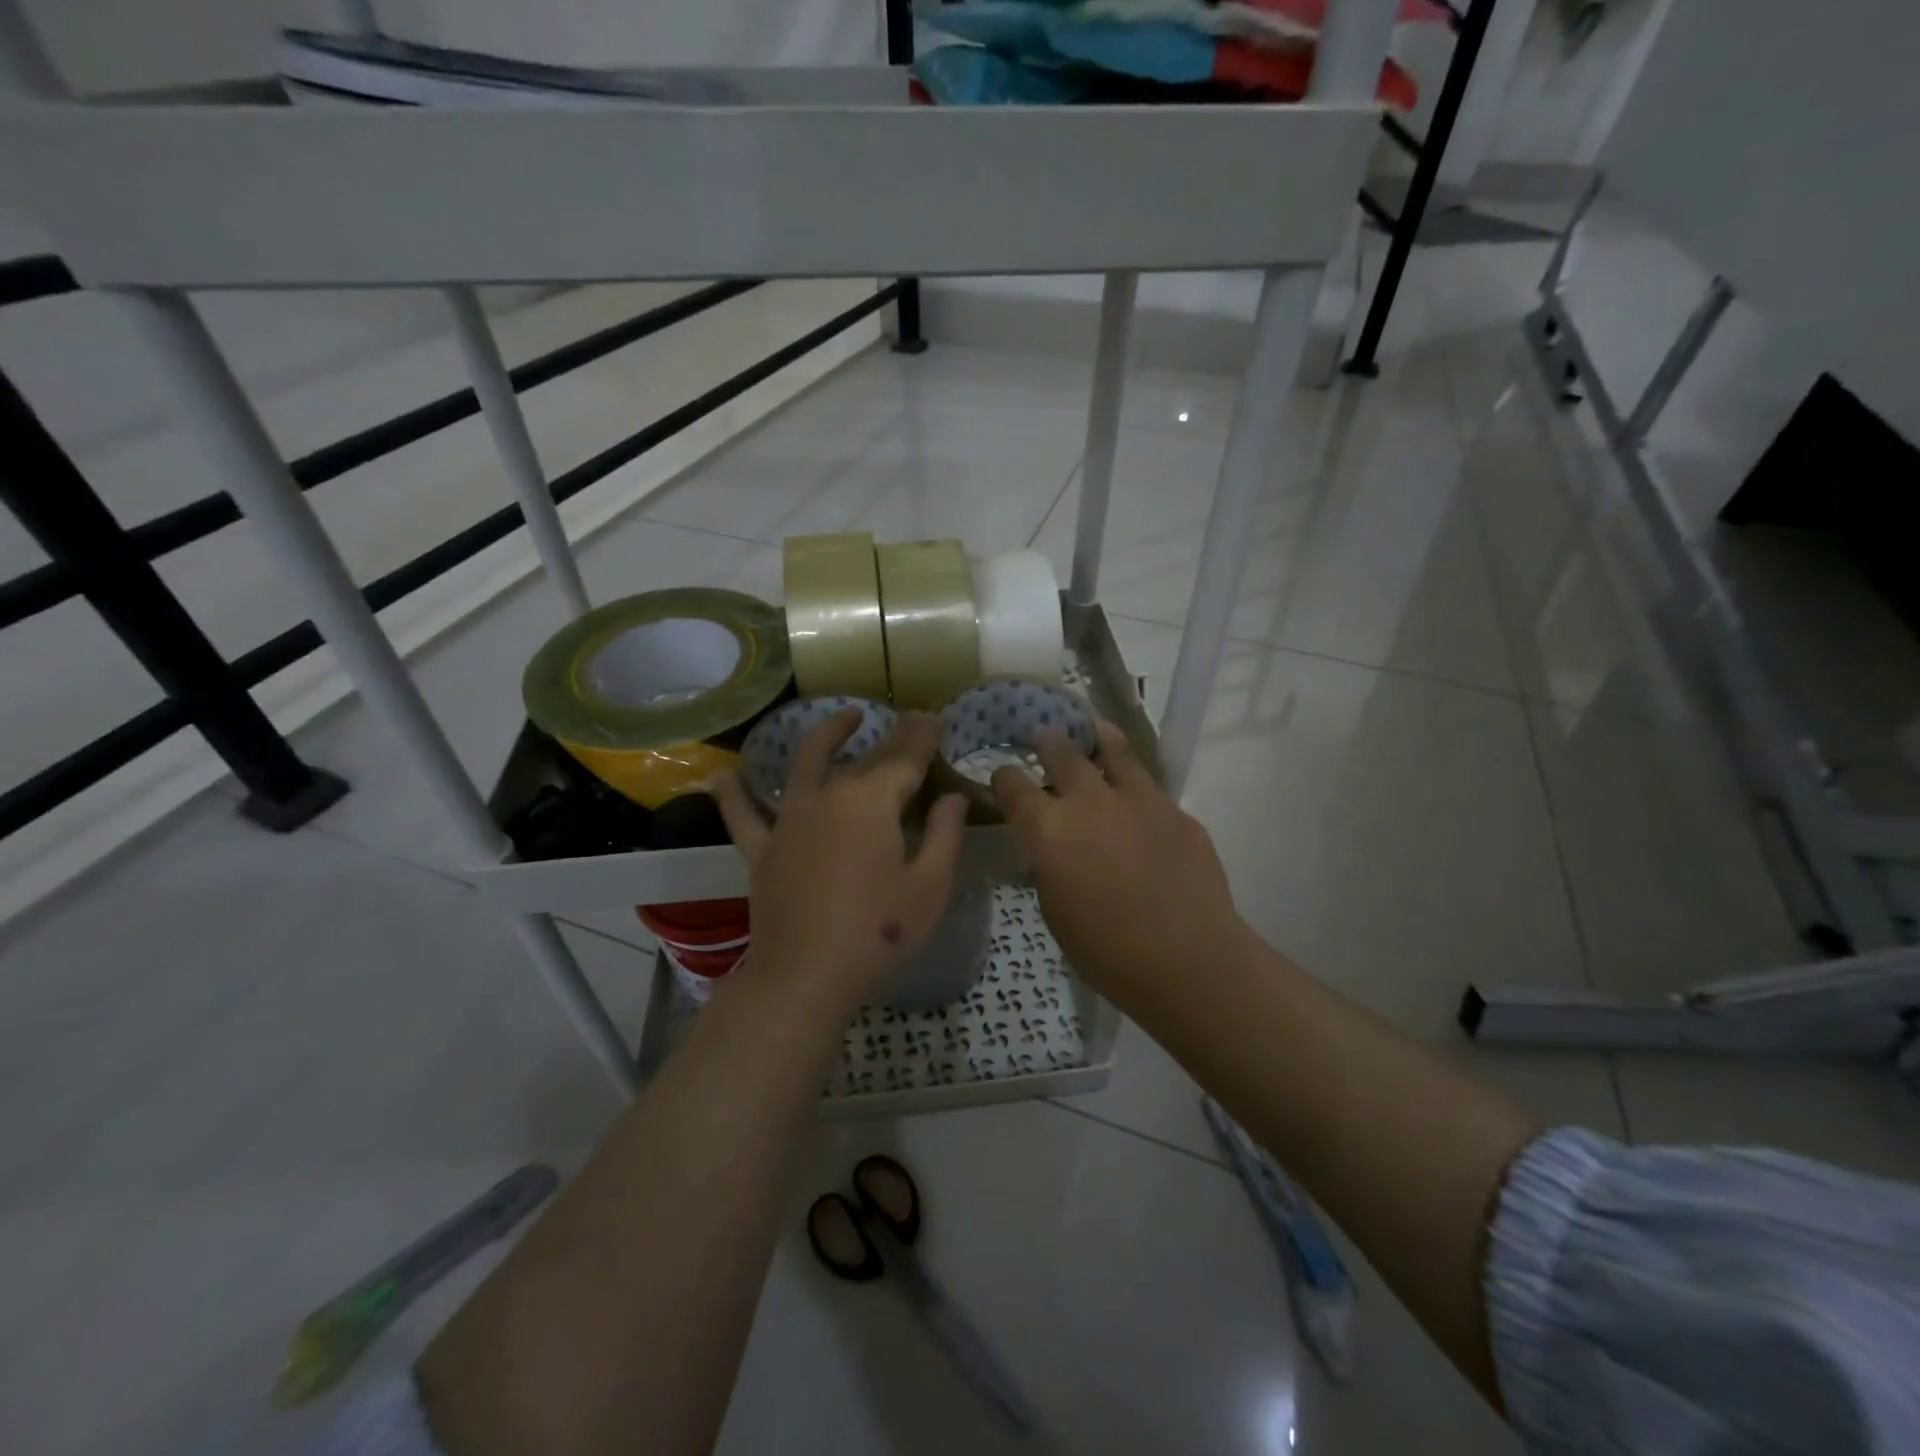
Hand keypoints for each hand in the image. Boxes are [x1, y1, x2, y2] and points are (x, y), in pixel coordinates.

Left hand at [709, 709, 966, 1018]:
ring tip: (845, 717)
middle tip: (912, 721)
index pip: (905, 758)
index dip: (924, 736)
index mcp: (872, 801)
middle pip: (866, 758)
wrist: (805, 976)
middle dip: (893, 736)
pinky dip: (732, 794)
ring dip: (827, 736)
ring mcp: (789, 819)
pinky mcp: (762, 848)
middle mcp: (828, 796)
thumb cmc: (878, 932)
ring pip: (807, 764)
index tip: (936, 718)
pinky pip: (743, 814)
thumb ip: (945, 834)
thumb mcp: (930, 886)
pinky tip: (721, 776)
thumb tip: (952, 798)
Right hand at [991, 723, 1256, 1009]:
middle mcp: (1090, 801)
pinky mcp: (1177, 811)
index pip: (1014, 786)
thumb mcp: (1055, 910)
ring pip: (1115, 750)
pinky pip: (1150, 788)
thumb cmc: (1106, 951)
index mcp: (1049, 829)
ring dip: (1098, 736)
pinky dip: (1136, 785)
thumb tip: (1055, 847)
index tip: (1004, 775)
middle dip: (1048, 741)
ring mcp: (1138, 800)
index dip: (1005, 777)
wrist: (1188, 959)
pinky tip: (1137, 798)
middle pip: (1063, 753)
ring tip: (1094, 726)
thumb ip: (1050, 865)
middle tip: (1044, 734)